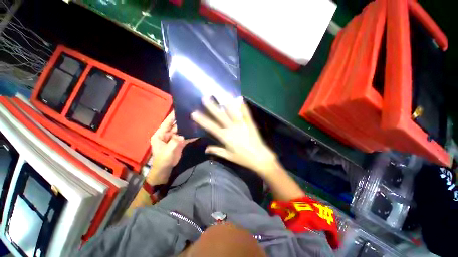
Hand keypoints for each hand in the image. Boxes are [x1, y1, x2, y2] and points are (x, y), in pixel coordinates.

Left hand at [148, 111, 195, 183]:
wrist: (165, 170)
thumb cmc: (162, 160)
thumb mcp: (167, 151)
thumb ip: (174, 142)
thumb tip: (182, 135)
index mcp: (160, 134)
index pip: (166, 123)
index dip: (172, 116)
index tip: (179, 108)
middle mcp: (167, 134)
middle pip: (175, 126)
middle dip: (182, 121)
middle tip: (192, 115)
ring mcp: (174, 138)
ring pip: (181, 131)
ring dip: (187, 128)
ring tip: (195, 122)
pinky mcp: (179, 142)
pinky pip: (185, 137)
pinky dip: (190, 135)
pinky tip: (197, 132)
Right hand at [191, 97, 278, 177]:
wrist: (260, 157)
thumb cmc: (243, 158)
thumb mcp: (229, 156)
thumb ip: (217, 150)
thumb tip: (206, 149)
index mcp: (226, 137)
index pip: (211, 127)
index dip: (202, 120)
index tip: (194, 113)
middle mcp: (232, 128)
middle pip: (220, 116)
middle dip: (212, 107)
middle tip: (205, 98)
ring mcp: (242, 124)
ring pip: (232, 112)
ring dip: (226, 104)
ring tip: (221, 95)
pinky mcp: (250, 123)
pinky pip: (246, 113)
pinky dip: (243, 106)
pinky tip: (240, 99)